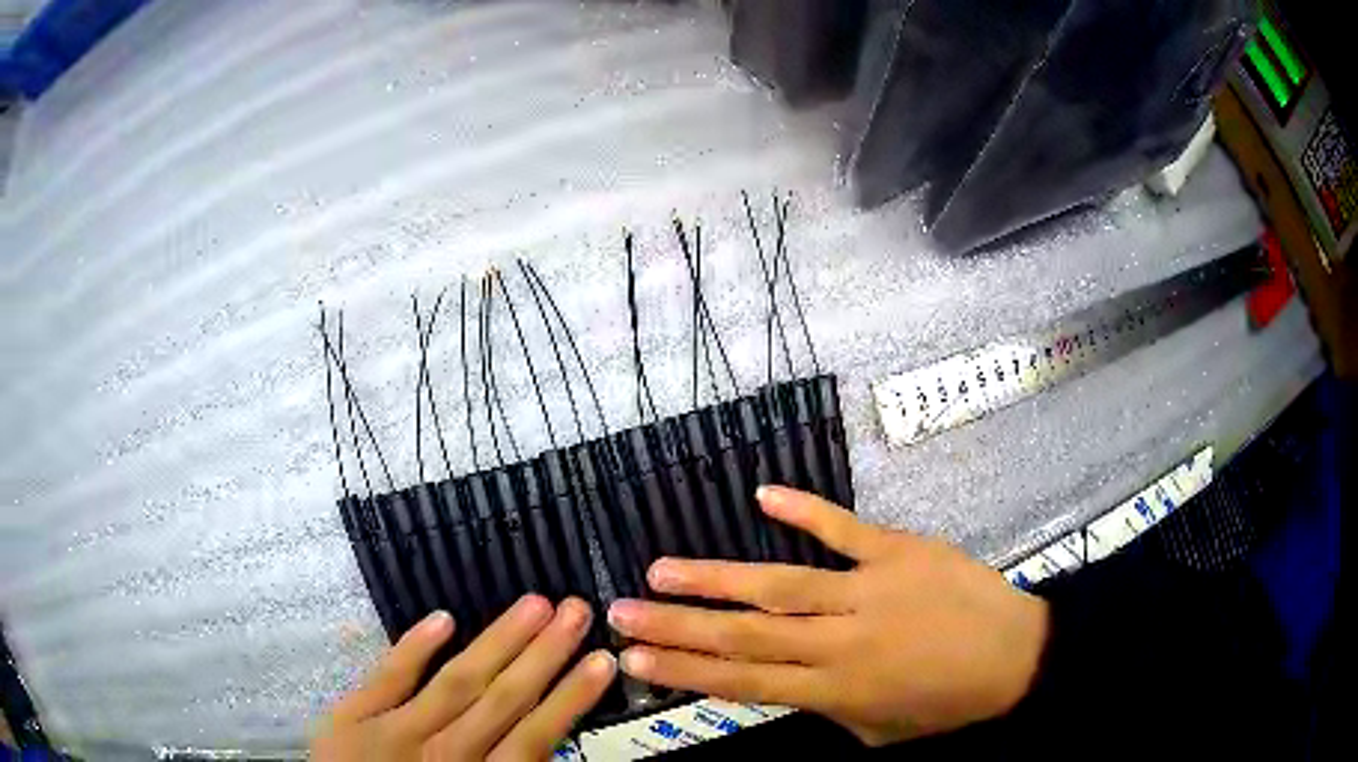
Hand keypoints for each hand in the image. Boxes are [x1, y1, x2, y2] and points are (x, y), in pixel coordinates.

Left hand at [312, 595, 615, 760]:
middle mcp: (444, 752)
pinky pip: (387, 677)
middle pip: (502, 698)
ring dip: (498, 642)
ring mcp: (393, 729)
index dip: (569, 698)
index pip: (533, 735)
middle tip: (576, 610)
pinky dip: (414, 648)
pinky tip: (443, 619)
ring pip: (456, 681)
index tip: (601, 661)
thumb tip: (541, 744)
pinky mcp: (352, 716)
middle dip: (544, 654)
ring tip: (535, 605)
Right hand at [606, 486, 1048, 745]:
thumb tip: (791, 683)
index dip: (686, 670)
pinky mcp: (898, 552)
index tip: (635, 659)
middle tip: (621, 612)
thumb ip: (828, 708)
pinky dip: (806, 511)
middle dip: (677, 627)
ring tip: (662, 570)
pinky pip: (846, 530)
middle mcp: (841, 642)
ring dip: (717, 579)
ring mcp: (869, 591)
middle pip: (746, 635)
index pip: (744, 681)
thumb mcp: (878, 730)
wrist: (1016, 656)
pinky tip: (763, 495)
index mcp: (836, 690)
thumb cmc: (947, 703)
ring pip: (780, 587)